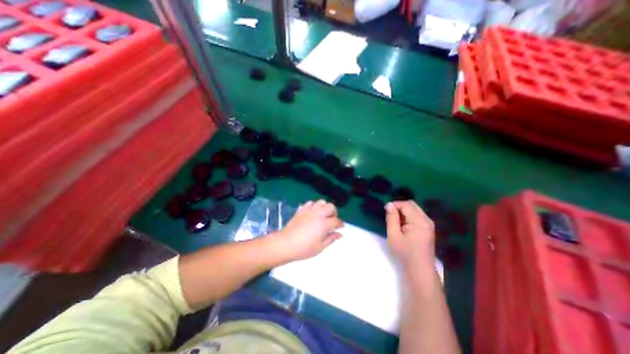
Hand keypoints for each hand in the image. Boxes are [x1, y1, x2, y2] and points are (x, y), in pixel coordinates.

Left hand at [268, 200, 341, 262]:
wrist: (286, 244)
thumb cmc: (304, 248)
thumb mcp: (320, 247)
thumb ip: (331, 239)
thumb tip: (340, 234)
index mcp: (324, 224)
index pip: (336, 221)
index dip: (340, 224)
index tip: (341, 227)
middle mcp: (318, 214)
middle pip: (331, 207)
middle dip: (334, 212)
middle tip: (331, 220)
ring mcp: (309, 211)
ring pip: (321, 202)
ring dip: (324, 207)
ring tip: (323, 215)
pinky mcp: (301, 210)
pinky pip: (310, 203)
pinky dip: (314, 206)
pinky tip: (313, 213)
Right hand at [386, 201, 435, 271]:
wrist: (420, 269)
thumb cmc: (405, 253)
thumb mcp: (393, 235)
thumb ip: (391, 218)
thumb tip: (389, 205)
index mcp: (419, 221)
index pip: (406, 205)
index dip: (395, 205)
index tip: (386, 211)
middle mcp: (427, 220)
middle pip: (412, 205)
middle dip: (399, 207)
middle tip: (390, 216)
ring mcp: (429, 224)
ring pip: (415, 209)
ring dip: (404, 211)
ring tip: (396, 221)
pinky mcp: (428, 228)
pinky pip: (417, 215)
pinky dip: (409, 216)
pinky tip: (403, 226)